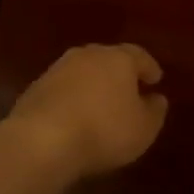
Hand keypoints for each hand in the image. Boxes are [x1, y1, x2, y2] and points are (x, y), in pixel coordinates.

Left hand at [4, 43, 168, 177]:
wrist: (42, 139)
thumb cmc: (104, 130)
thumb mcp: (143, 128)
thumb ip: (154, 111)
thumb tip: (157, 99)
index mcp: (118, 58)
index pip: (139, 55)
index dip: (149, 68)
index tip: (156, 79)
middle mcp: (88, 55)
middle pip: (109, 59)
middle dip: (119, 73)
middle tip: (128, 90)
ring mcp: (58, 69)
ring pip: (83, 71)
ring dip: (93, 85)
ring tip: (100, 105)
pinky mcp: (36, 87)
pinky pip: (63, 89)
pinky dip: (72, 98)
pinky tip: (75, 116)